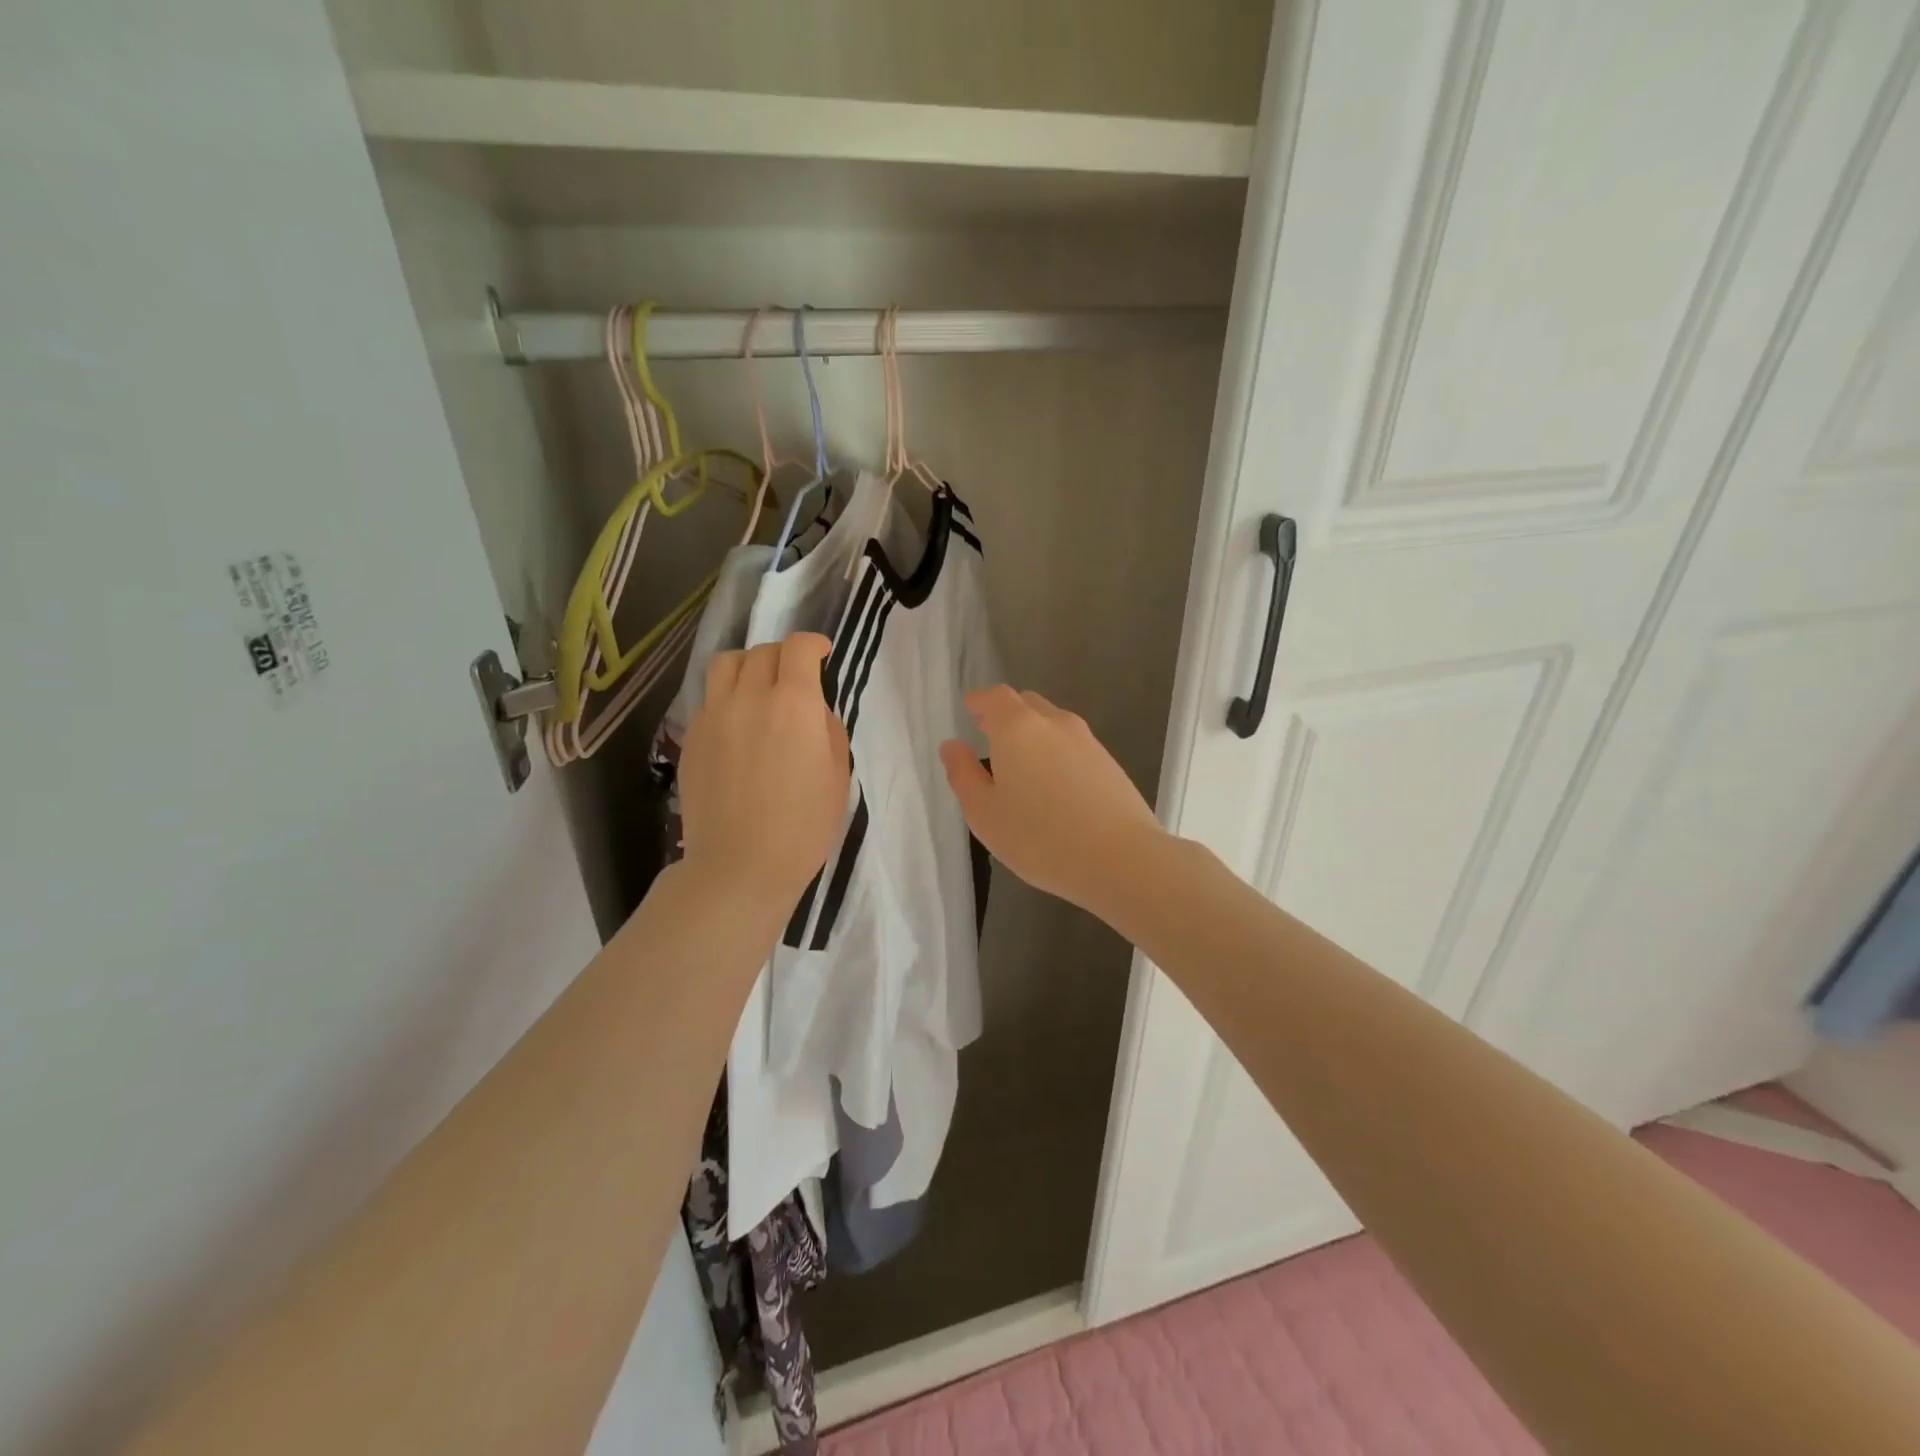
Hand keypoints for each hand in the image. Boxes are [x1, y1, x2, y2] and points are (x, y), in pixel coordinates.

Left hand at [680, 633, 850, 912]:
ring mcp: (713, 716)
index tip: (822, 654)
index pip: (798, 648)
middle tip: (795, 677)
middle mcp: (749, 698)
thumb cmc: (803, 827)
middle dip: (784, 656)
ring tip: (758, 688)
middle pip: (762, 651)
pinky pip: (709, 698)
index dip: (813, 644)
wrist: (740, 866)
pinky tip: (738, 725)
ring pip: (726, 664)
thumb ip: (828, 730)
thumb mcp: (838, 776)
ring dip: (748, 665)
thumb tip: (813, 711)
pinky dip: (727, 697)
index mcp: (793, 705)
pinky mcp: (691, 737)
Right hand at [939, 686, 1164, 914]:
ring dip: (1033, 734)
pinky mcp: (1110, 763)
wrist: (1121, 859)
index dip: (980, 702)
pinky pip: (1073, 745)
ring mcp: (1087, 741)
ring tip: (1022, 766)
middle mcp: (1054, 723)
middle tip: (990, 736)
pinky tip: (1054, 786)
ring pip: (1053, 723)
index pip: (995, 697)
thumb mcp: (984, 813)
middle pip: (1026, 704)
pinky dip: (1056, 753)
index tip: (970, 711)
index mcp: (1017, 728)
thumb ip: (963, 775)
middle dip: (1005, 714)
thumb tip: (952, 746)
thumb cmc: (1040, 838)